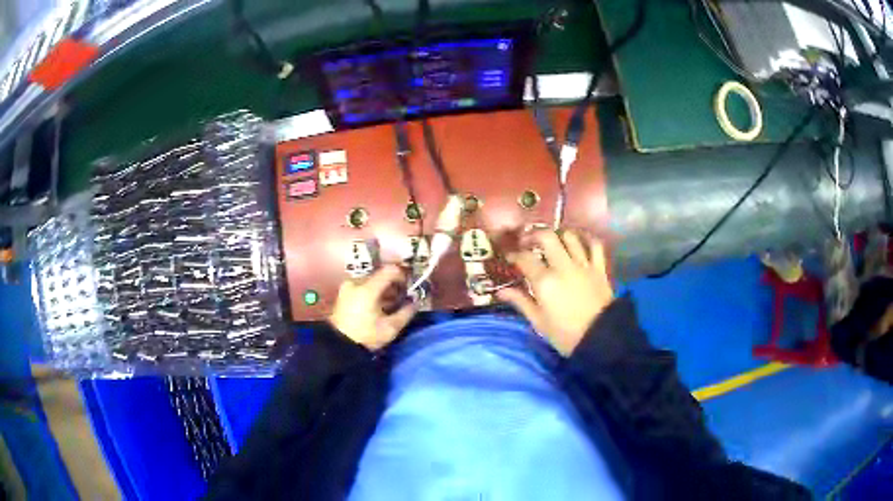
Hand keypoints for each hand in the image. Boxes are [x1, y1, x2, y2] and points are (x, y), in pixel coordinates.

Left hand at [329, 265, 416, 350]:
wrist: (339, 345)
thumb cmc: (366, 336)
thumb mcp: (390, 328)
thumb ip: (406, 312)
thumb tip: (415, 302)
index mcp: (367, 289)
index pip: (390, 270)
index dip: (403, 276)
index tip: (409, 287)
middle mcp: (356, 282)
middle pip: (381, 275)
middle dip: (393, 285)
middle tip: (402, 298)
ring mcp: (348, 286)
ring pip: (372, 280)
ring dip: (383, 289)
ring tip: (390, 304)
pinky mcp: (344, 293)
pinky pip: (363, 286)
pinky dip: (373, 292)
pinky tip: (378, 306)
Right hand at [497, 230, 612, 355]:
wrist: (601, 340)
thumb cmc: (566, 335)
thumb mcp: (539, 322)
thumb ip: (521, 302)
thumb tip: (501, 291)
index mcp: (545, 282)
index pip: (524, 258)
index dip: (514, 255)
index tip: (509, 257)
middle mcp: (563, 267)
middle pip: (546, 237)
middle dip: (533, 235)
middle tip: (528, 242)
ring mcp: (583, 265)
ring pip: (570, 236)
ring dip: (558, 235)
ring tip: (553, 241)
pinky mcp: (600, 268)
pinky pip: (595, 245)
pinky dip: (587, 238)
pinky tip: (580, 240)